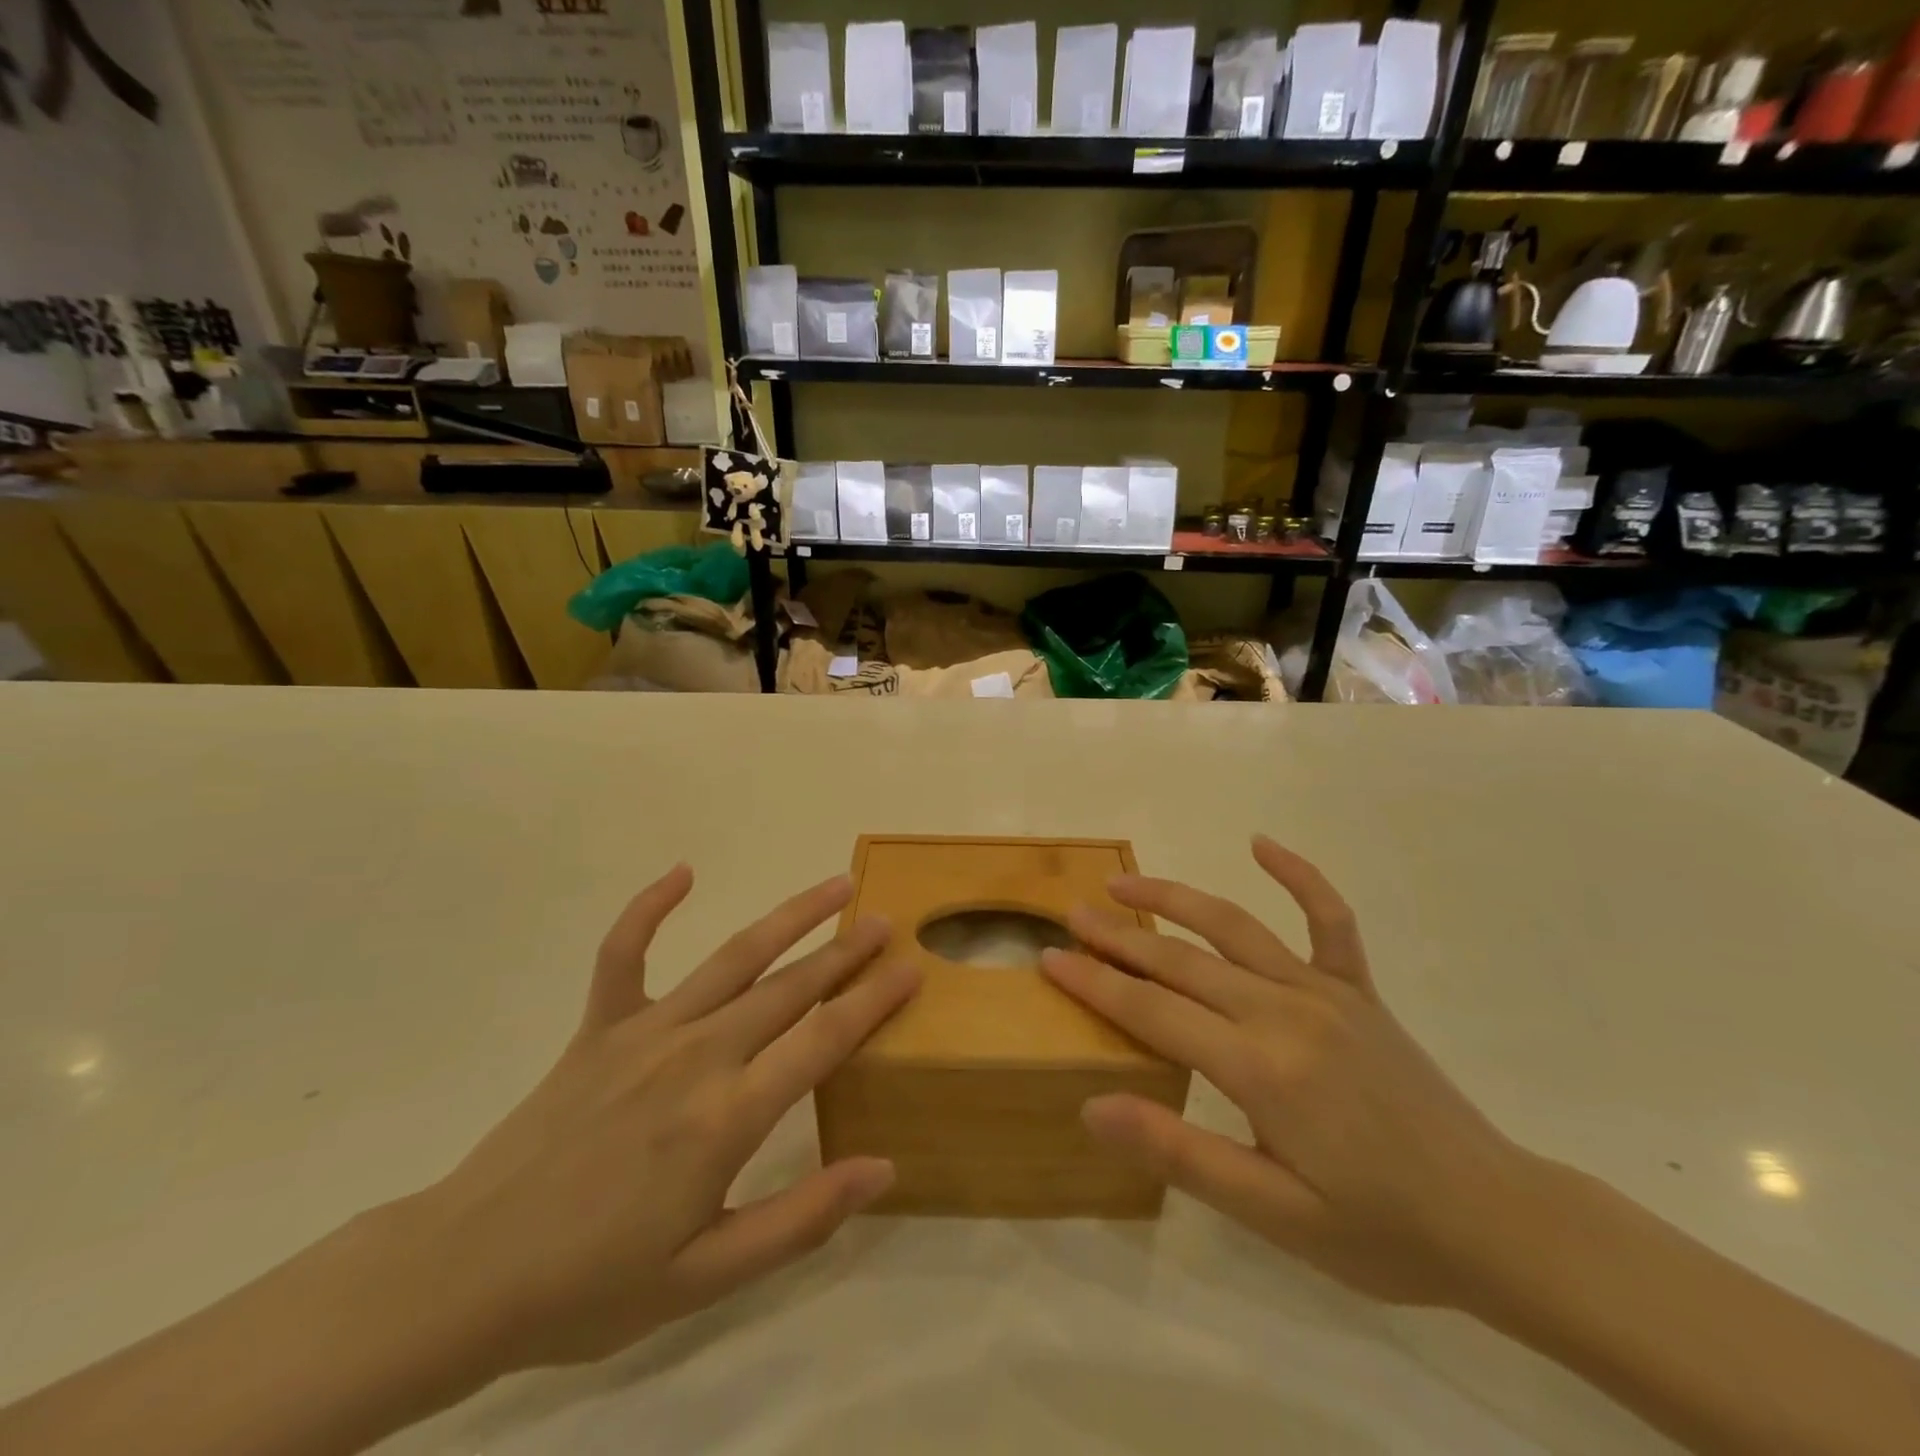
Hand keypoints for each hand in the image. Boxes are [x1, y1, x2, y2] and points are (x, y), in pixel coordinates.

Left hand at [408, 866, 918, 1369]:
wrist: (463, 1275)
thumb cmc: (593, 1284)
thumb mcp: (707, 1278)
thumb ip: (801, 1219)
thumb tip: (883, 1168)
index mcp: (727, 1116)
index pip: (822, 1040)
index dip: (872, 1000)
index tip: (911, 967)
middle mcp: (696, 1056)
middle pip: (789, 988)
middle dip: (844, 951)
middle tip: (884, 920)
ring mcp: (645, 1032)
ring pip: (733, 957)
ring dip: (788, 917)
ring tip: (832, 886)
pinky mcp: (599, 1026)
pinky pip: (624, 952)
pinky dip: (650, 908)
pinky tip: (682, 872)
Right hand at [1041, 836, 1529, 1308]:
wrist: (1495, 1221)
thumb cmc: (1377, 1228)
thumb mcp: (1272, 1213)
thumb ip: (1181, 1153)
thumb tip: (1094, 1106)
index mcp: (1259, 1067)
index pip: (1153, 1012)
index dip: (1096, 983)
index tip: (1050, 957)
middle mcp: (1285, 1011)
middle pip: (1181, 962)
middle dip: (1119, 937)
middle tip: (1072, 915)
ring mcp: (1326, 992)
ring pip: (1234, 927)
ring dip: (1175, 899)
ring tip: (1127, 883)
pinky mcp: (1358, 990)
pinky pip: (1328, 920)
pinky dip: (1298, 876)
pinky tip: (1263, 843)